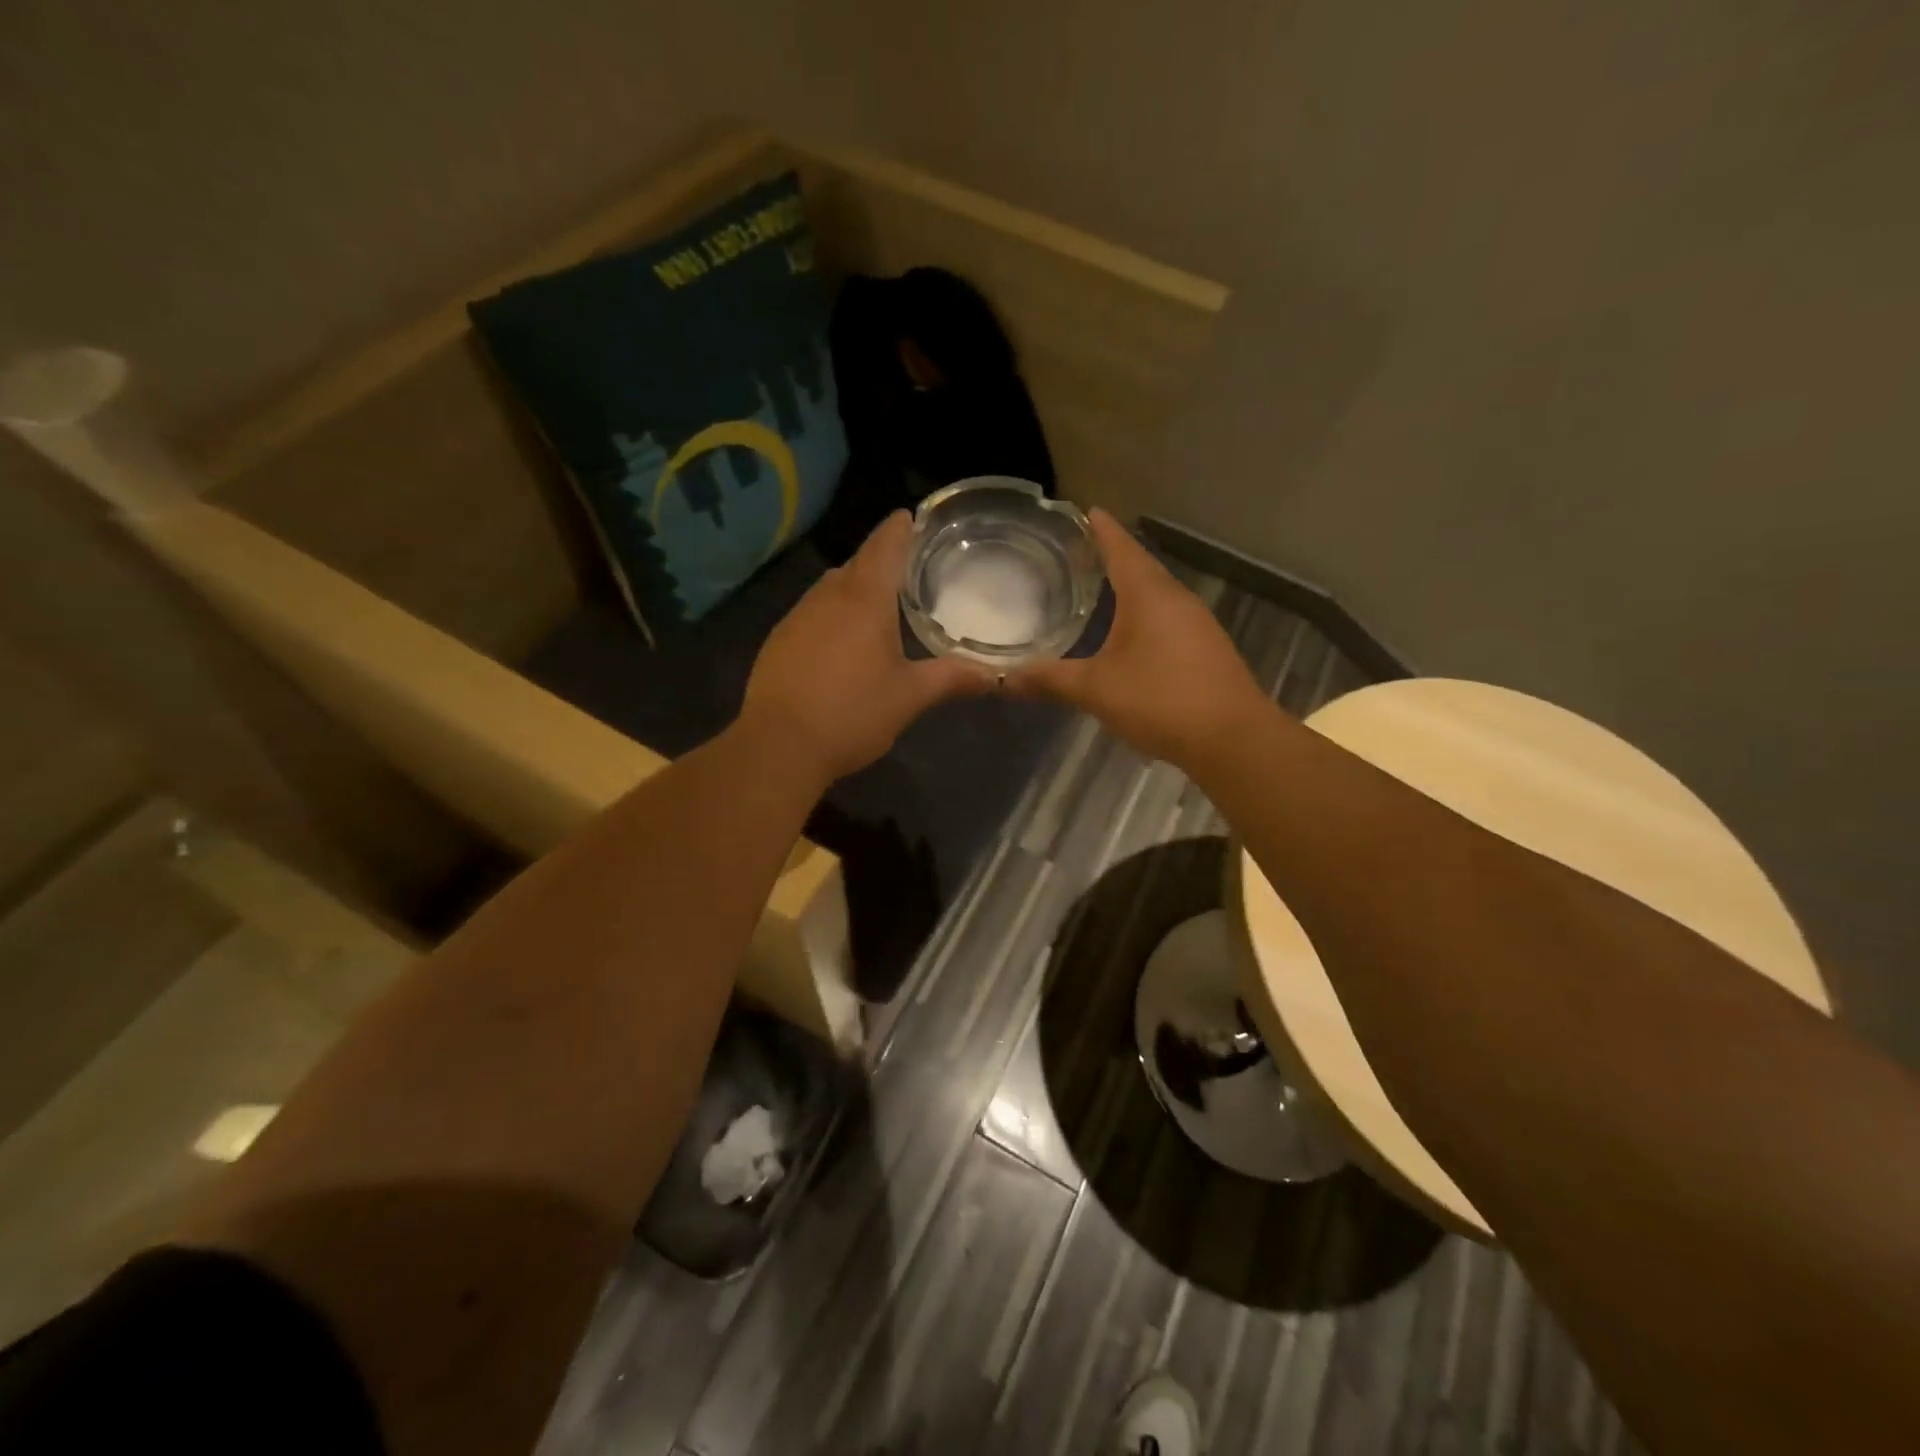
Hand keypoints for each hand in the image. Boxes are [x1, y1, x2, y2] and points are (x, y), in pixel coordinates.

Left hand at [744, 511, 990, 783]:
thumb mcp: (909, 697)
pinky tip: (840, 642)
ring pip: (830, 588)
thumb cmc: (852, 713)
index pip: (884, 546)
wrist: (779, 745)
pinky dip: (831, 614)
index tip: (911, 517)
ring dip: (853, 588)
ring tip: (877, 605)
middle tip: (907, 569)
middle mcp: (827, 597)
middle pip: (856, 564)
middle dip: (880, 561)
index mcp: (864, 600)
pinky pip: (811, 613)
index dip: (899, 528)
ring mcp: (797, 617)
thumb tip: (994, 675)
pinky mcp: (778, 641)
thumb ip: (951, 678)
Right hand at [1006, 510, 1266, 764]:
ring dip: (1129, 587)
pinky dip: (1144, 614)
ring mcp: (1196, 624)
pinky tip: (1129, 633)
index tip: (1086, 510)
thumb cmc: (1160, 700)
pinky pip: (1168, 618)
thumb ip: (1050, 680)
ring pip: (1156, 594)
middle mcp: (1176, 599)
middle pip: (1140, 567)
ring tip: (1099, 588)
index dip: (1101, 529)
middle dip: (1112, 556)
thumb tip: (1002, 678)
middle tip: (1080, 552)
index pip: (1121, 548)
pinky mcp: (1206, 649)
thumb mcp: (1096, 690)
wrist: (1232, 738)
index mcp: (1148, 595)